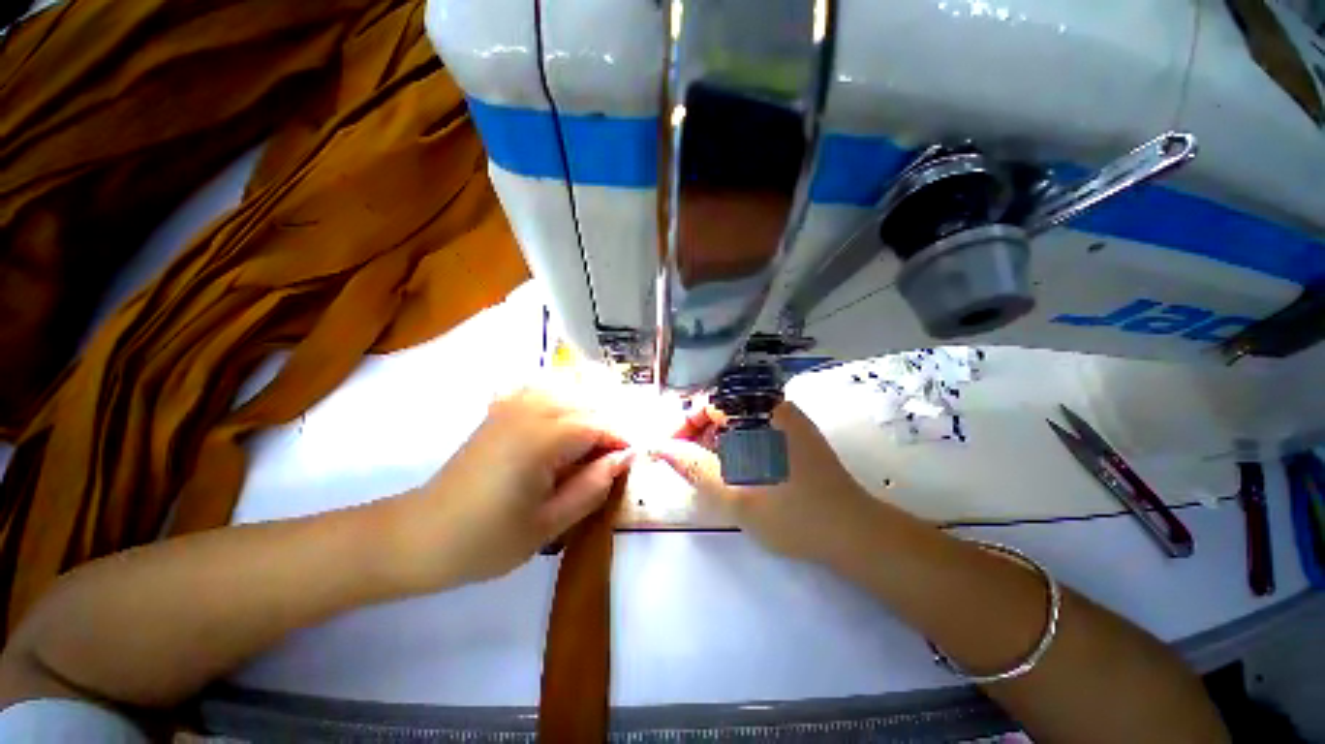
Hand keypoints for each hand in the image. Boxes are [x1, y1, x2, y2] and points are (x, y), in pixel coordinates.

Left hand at [395, 388, 631, 589]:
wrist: (420, 536)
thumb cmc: (486, 541)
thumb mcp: (548, 525)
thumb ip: (592, 487)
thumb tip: (624, 458)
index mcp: (541, 440)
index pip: (598, 426)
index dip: (621, 440)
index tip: (634, 459)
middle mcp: (528, 411)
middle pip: (586, 404)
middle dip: (608, 426)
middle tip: (616, 456)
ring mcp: (511, 406)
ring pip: (567, 390)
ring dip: (589, 409)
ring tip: (596, 441)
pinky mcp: (500, 411)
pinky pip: (542, 389)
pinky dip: (563, 396)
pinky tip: (567, 417)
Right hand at [651, 402, 874, 561]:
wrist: (853, 533)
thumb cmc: (791, 513)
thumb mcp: (732, 493)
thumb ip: (691, 466)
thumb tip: (658, 446)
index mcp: (760, 410)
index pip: (708, 401)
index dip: (683, 423)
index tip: (669, 449)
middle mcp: (775, 405)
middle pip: (722, 406)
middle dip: (697, 432)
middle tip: (684, 462)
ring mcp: (788, 418)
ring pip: (738, 418)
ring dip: (716, 439)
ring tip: (705, 468)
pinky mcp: (795, 433)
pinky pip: (754, 427)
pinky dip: (736, 443)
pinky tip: (733, 467)